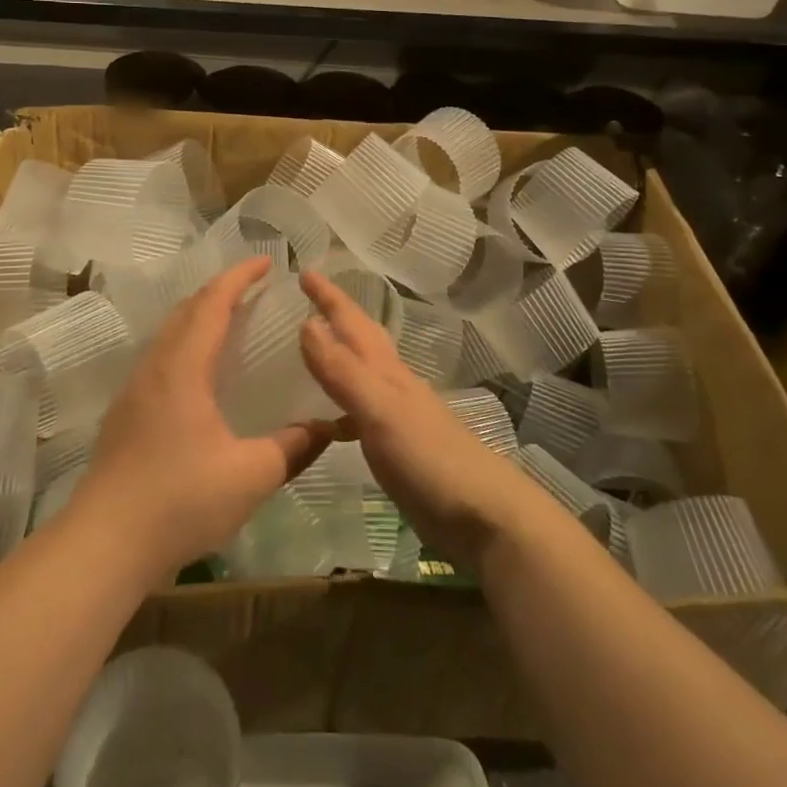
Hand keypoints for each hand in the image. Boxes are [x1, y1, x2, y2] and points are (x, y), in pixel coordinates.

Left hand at [75, 257, 333, 579]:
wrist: (103, 545)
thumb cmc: (179, 501)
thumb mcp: (251, 475)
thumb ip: (293, 447)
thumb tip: (327, 427)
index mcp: (183, 368)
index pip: (212, 303)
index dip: (239, 277)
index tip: (267, 262)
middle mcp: (155, 368)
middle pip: (186, 310)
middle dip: (220, 290)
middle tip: (254, 288)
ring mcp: (134, 390)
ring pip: (168, 333)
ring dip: (199, 316)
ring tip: (230, 322)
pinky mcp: (124, 414)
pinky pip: (159, 357)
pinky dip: (185, 343)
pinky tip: (200, 373)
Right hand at [297, 270, 548, 566]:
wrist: (482, 515)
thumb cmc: (430, 457)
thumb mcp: (380, 409)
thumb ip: (343, 370)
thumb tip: (307, 323)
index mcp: (386, 371)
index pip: (352, 322)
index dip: (329, 297)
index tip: (304, 271)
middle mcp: (391, 385)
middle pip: (361, 340)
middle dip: (336, 316)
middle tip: (307, 300)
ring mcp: (396, 416)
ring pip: (361, 374)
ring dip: (337, 358)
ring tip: (308, 353)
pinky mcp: (396, 448)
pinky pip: (359, 413)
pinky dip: (339, 407)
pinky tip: (326, 422)